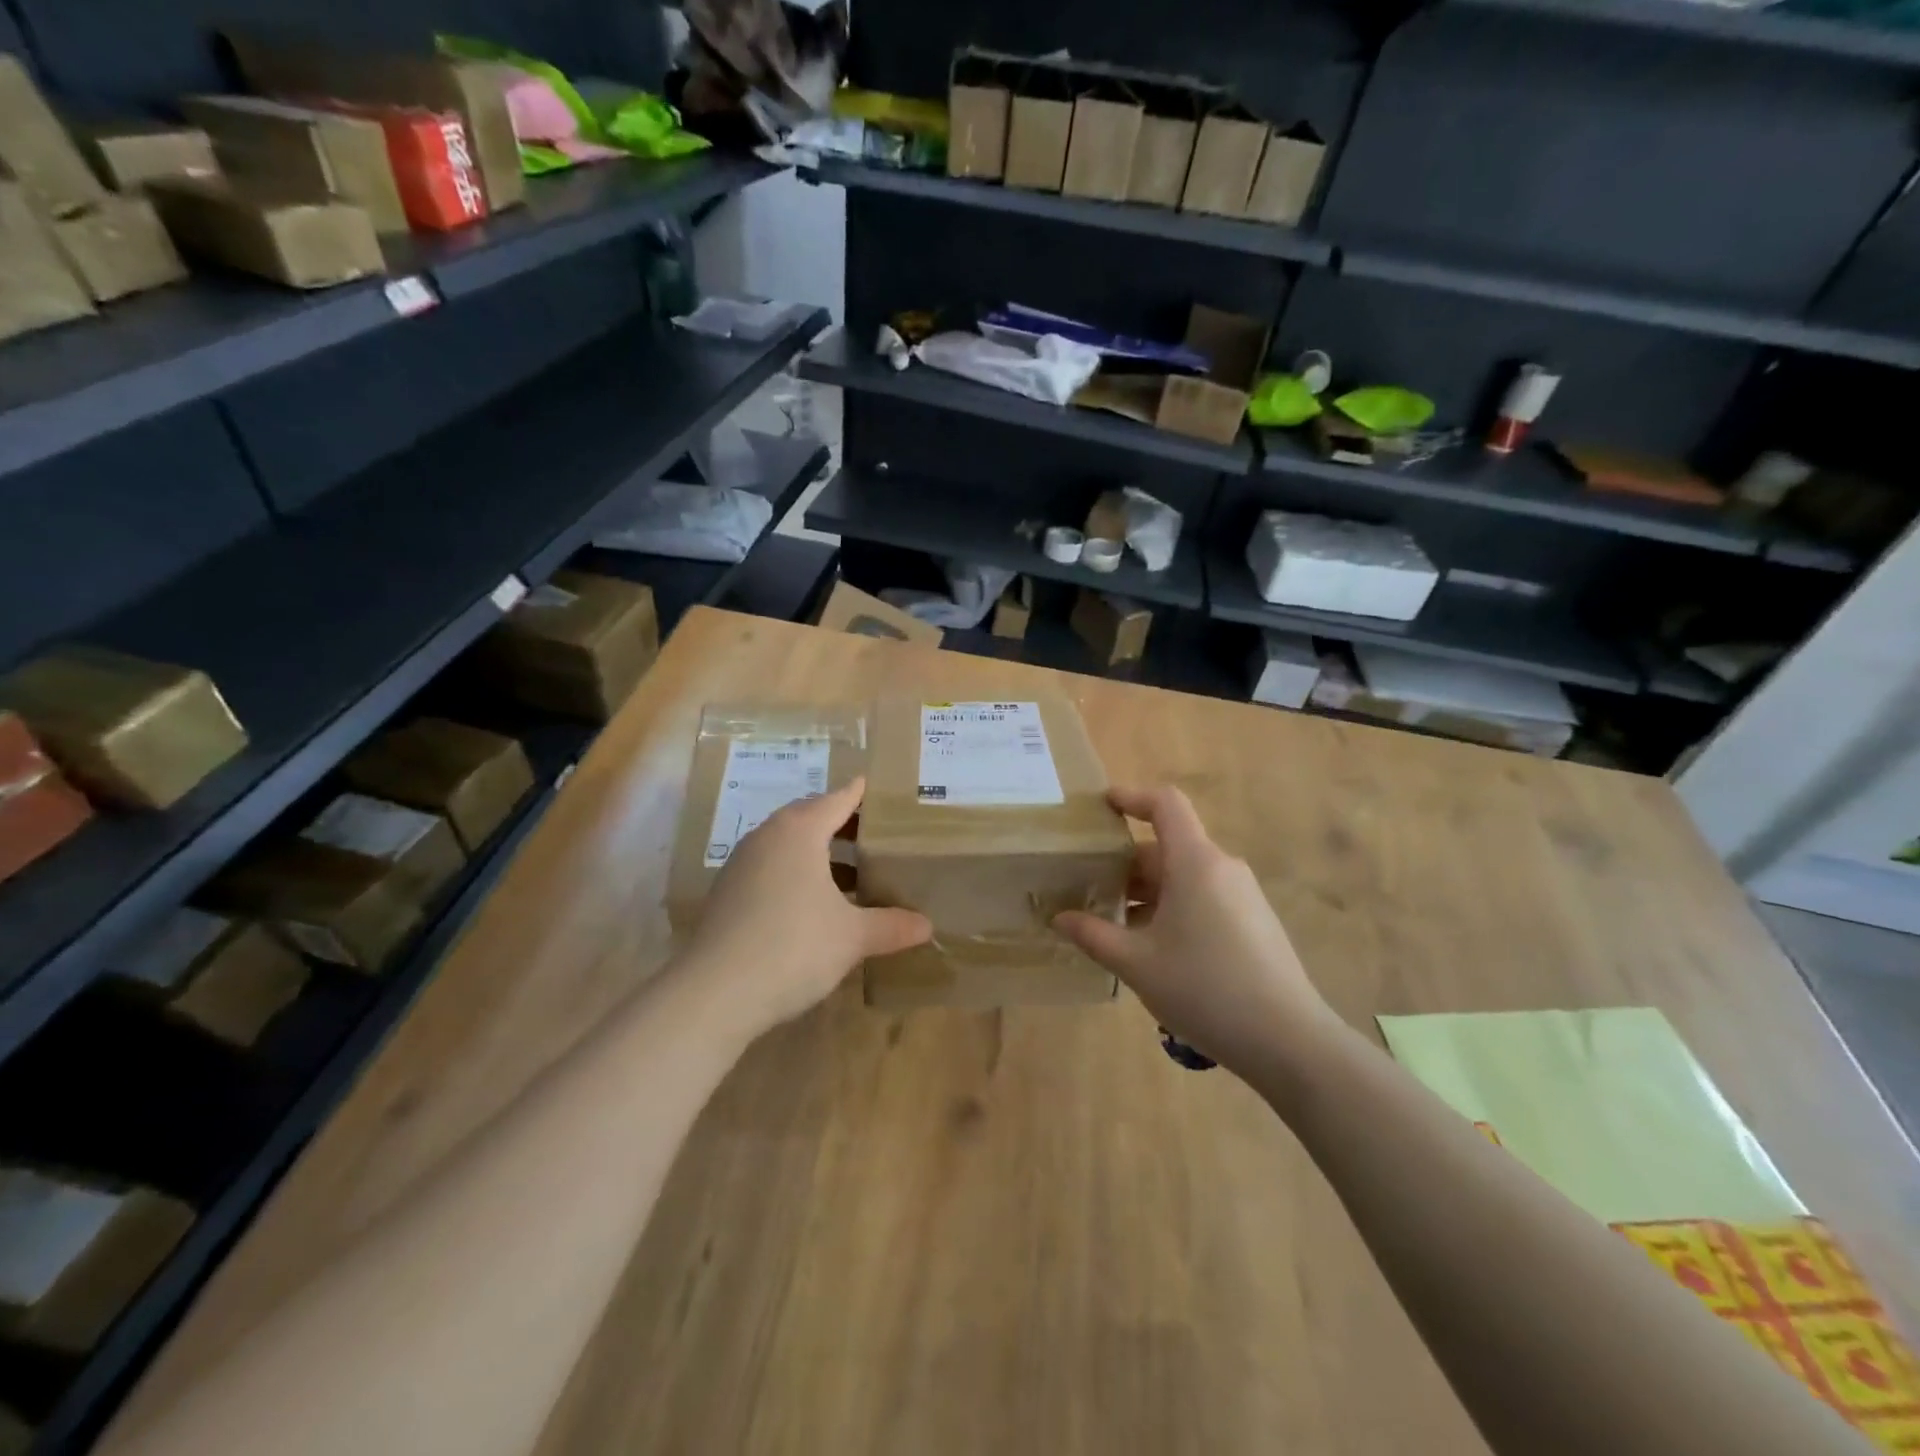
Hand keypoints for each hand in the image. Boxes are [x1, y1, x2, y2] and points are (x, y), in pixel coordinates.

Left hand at [681, 778, 930, 1035]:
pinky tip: (817, 903)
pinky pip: (773, 868)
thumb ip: (891, 925)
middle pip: (811, 816)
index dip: (863, 794)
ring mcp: (742, 864)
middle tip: (878, 834)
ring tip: (855, 871)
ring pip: (789, 844)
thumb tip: (927, 926)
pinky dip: (798, 873)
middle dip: (844, 823)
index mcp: (799, 831)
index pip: (838, 799)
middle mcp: (768, 837)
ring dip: (821, 852)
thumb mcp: (852, 937)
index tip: (884, 790)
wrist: (715, 994)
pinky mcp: (729, 893)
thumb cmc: (793, 947)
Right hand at [1053, 785, 1336, 1076]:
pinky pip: (1204, 896)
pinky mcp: (1253, 921)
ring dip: (1147, 890)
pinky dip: (1172, 906)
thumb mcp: (1137, 963)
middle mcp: (1222, 868)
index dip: (1132, 797)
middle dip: (1126, 862)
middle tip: (1088, 885)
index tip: (1102, 805)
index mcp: (1195, 862)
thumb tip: (1060, 918)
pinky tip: (1152, 947)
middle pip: (1168, 846)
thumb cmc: (1204, 989)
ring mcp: (1242, 895)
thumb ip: (1094, 935)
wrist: (1288, 1041)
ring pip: (1185, 875)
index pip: (1165, 804)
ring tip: (1113, 922)